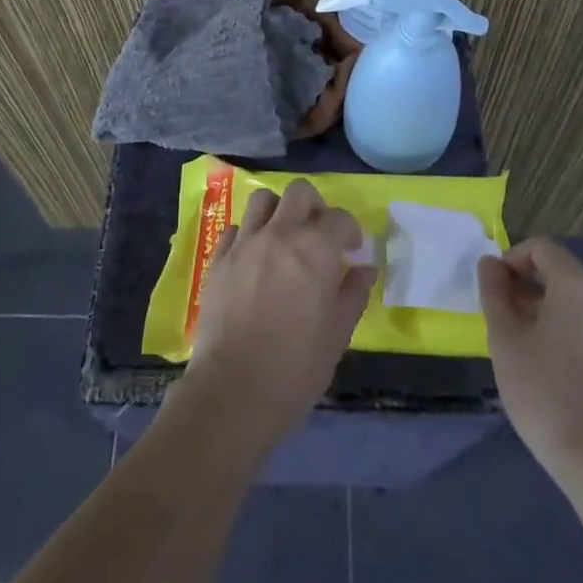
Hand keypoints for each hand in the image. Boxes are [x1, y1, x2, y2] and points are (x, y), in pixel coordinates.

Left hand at [177, 179, 375, 452]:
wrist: (233, 391)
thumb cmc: (296, 367)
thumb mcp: (337, 334)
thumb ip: (353, 294)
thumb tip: (364, 270)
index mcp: (315, 249)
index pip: (339, 218)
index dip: (350, 230)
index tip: (351, 250)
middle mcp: (279, 234)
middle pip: (299, 192)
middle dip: (315, 207)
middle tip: (319, 236)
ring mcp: (245, 243)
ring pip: (263, 200)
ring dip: (279, 212)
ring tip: (284, 239)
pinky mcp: (218, 259)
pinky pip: (236, 229)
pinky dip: (249, 235)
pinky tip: (254, 259)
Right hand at [479, 238, 582, 488]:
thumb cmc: (546, 392)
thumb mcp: (506, 338)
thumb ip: (494, 293)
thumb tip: (490, 263)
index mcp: (578, 284)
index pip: (541, 248)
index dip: (511, 259)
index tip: (492, 290)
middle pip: (559, 272)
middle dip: (525, 285)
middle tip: (499, 318)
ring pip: (573, 301)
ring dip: (542, 308)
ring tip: (518, 344)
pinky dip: (562, 328)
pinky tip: (545, 364)